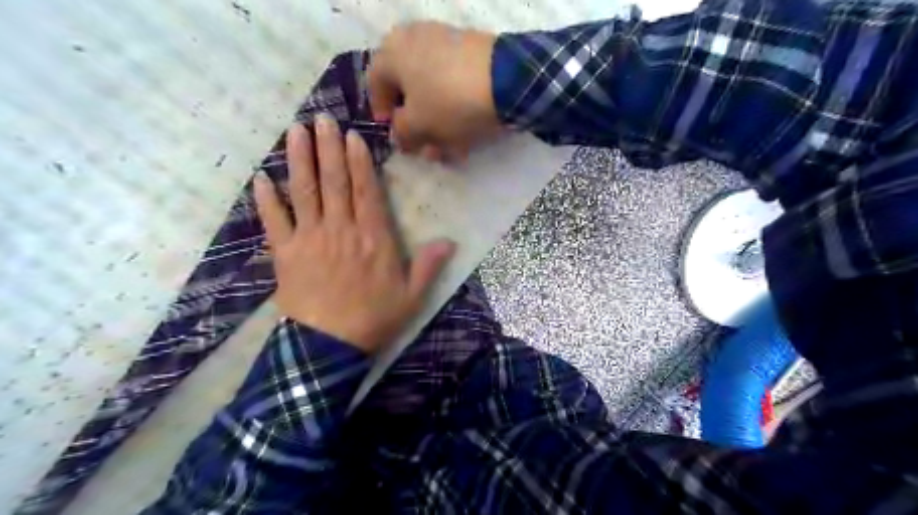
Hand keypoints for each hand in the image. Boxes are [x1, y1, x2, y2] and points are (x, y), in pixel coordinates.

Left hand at [254, 115, 453, 350]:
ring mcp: (310, 239)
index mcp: (373, 238)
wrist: (328, 347)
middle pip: (334, 182)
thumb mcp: (411, 297)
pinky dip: (266, 199)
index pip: (366, 191)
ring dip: (299, 159)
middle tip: (322, 118)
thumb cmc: (373, 319)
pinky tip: (261, 178)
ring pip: (304, 192)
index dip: (359, 161)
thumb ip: (429, 266)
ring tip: (296, 131)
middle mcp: (341, 230)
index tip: (352, 136)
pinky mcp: (285, 253)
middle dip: (328, 148)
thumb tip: (450, 241)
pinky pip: (273, 221)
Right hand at [366, 23, 500, 161]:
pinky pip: (455, 85)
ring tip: (449, 150)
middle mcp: (415, 39)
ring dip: (437, 124)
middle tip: (425, 149)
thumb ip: (400, 133)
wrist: (506, 80)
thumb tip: (400, 135)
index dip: (382, 113)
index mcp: (392, 51)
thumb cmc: (448, 102)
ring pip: (434, 91)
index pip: (374, 84)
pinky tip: (465, 136)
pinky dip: (456, 110)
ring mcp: (446, 42)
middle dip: (416, 125)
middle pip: (408, 89)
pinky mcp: (472, 52)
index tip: (395, 136)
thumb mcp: (416, 125)